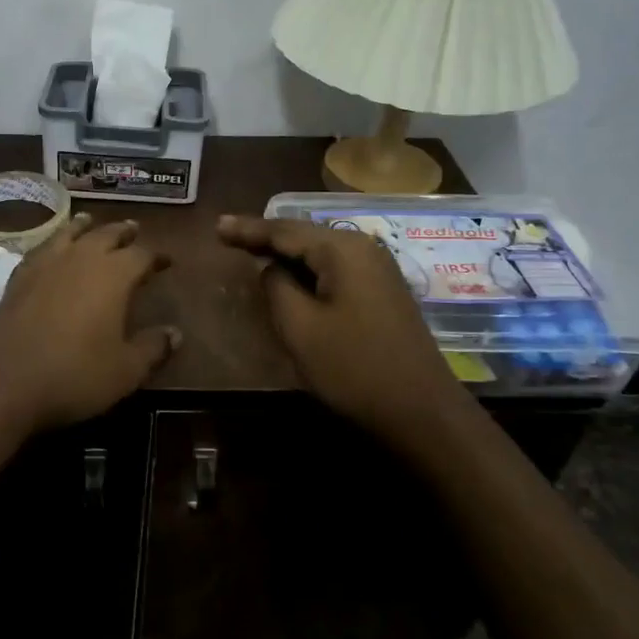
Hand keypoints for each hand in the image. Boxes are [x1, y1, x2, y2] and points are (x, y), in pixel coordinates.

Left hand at [0, 215, 180, 435]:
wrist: (3, 381)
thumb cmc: (74, 375)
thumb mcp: (125, 370)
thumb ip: (153, 348)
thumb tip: (175, 333)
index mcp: (113, 275)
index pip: (142, 255)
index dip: (157, 256)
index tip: (167, 261)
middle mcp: (80, 259)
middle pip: (106, 234)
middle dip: (123, 232)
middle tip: (134, 230)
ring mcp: (45, 265)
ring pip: (69, 233)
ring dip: (85, 226)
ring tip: (91, 222)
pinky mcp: (18, 278)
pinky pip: (41, 248)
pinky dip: (52, 242)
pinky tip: (51, 249)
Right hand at [217, 214, 462, 438]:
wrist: (422, 412)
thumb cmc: (354, 368)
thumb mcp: (300, 327)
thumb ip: (276, 286)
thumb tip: (272, 269)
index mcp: (343, 250)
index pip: (285, 230)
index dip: (248, 229)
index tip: (216, 226)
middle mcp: (364, 249)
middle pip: (304, 235)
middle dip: (265, 236)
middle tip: (226, 235)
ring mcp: (378, 270)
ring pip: (319, 252)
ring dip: (286, 253)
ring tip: (250, 250)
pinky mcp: (382, 292)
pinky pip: (334, 268)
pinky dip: (307, 269)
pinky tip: (289, 274)